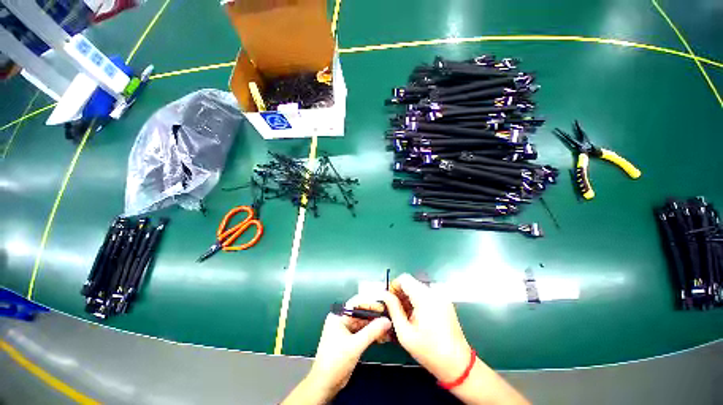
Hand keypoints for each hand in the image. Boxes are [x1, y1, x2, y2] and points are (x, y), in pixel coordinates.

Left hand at [305, 300, 391, 398]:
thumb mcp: (355, 345)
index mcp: (338, 316)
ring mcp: (346, 330)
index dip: (371, 303)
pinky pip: (363, 332)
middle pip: (361, 313)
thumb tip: (386, 321)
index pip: (357, 303)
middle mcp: (342, 320)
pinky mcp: (350, 340)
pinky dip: (372, 334)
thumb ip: (372, 332)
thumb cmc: (335, 362)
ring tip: (388, 328)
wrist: (325, 384)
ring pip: (363, 323)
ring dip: (375, 326)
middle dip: (375, 316)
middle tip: (389, 318)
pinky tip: (382, 336)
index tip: (384, 306)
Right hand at [382, 273, 471, 381]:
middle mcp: (434, 293)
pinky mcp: (445, 302)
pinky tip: (417, 316)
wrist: (458, 365)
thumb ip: (393, 309)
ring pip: (418, 288)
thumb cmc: (429, 352)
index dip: (394, 286)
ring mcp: (441, 296)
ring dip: (409, 297)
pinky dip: (418, 300)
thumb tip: (384, 294)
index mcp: (425, 298)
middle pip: (411, 282)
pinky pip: (426, 294)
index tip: (389, 300)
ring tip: (406, 315)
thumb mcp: (405, 333)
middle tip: (395, 310)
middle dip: (401, 293)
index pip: (404, 278)